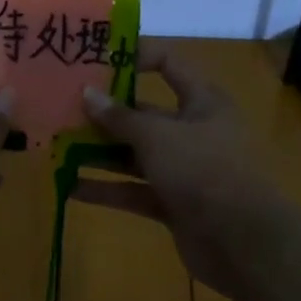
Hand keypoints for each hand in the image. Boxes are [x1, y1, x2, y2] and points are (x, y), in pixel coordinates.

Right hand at [75, 45, 297, 295]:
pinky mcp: (173, 203)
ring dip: (99, 152)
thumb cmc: (203, 170)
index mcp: (202, 101)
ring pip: (135, 154)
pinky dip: (106, 189)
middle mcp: (193, 130)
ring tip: (57, 145)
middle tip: (62, 106)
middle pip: (144, 113)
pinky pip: (133, 190)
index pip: (168, 64)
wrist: (243, 243)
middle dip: (105, 112)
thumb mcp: (157, 136)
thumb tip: (87, 93)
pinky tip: (69, 188)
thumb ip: (119, 117)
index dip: (134, 57)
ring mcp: (183, 169)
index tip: (95, 59)